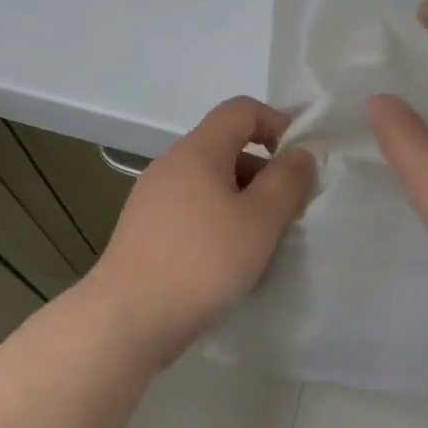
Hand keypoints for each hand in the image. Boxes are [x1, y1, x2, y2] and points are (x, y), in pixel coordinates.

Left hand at [90, 97, 315, 358]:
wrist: (128, 318)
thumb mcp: (260, 220)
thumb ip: (287, 181)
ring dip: (243, 202)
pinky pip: (192, 210)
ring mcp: (152, 198)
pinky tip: (228, 260)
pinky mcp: (145, 230)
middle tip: (288, 213)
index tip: (299, 162)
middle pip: (226, 148)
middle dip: (264, 172)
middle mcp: (170, 165)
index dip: (276, 123)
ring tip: (262, 243)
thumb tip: (299, 154)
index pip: (241, 109)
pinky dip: (218, 222)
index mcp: (197, 151)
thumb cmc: (202, 261)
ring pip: (210, 183)